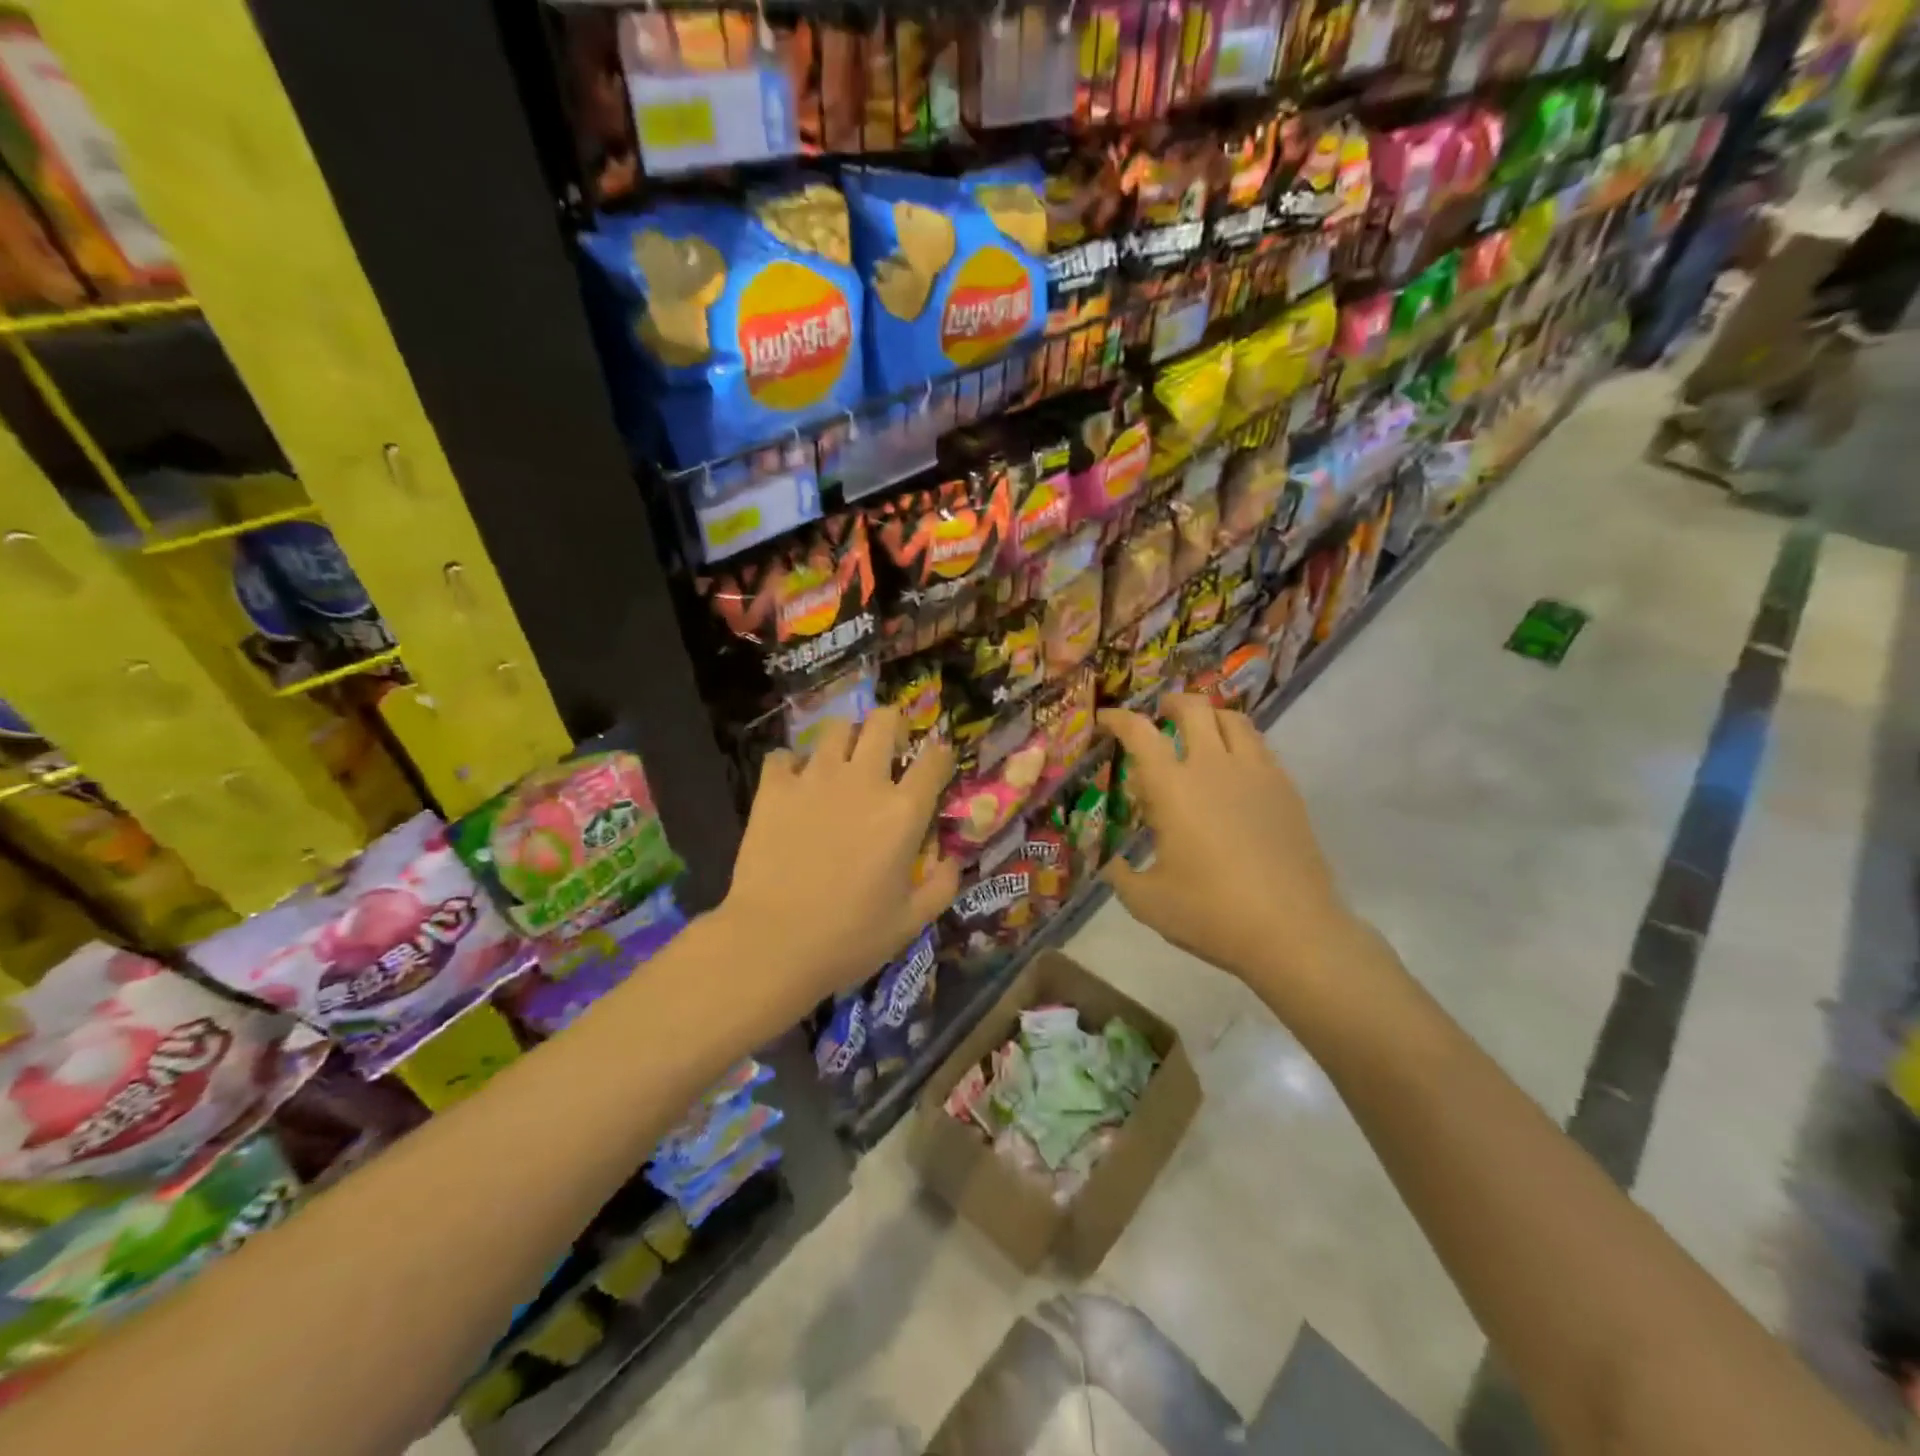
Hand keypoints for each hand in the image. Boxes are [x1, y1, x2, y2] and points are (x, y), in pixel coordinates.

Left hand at [712, 709, 959, 1024]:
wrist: (772, 944)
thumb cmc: (849, 938)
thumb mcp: (911, 922)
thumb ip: (942, 886)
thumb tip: (951, 859)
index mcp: (903, 812)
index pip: (935, 760)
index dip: (941, 755)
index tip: (938, 764)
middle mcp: (863, 781)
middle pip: (885, 722)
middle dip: (894, 725)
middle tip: (891, 745)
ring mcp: (815, 779)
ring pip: (836, 728)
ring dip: (846, 739)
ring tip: (843, 761)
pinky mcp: (774, 789)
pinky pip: (784, 756)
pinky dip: (792, 765)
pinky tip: (794, 785)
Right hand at [1100, 695, 1360, 998]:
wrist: (1293, 930)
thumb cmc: (1211, 913)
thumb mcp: (1147, 902)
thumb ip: (1120, 876)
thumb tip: (1110, 864)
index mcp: (1173, 787)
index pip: (1140, 733)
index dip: (1118, 719)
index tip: (1105, 720)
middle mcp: (1214, 767)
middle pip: (1194, 708)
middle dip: (1171, 703)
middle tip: (1159, 715)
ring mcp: (1256, 774)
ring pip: (1234, 720)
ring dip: (1210, 716)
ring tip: (1200, 733)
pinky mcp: (1286, 790)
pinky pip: (1260, 746)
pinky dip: (1239, 742)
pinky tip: (1234, 770)